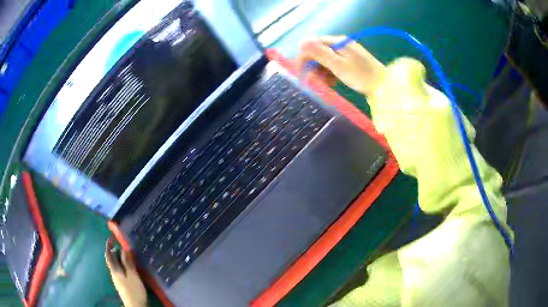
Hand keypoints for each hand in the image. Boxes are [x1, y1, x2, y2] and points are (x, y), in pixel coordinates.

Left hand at [105, 239, 146, 306]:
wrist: (135, 306)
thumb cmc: (134, 290)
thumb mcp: (133, 275)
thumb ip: (128, 263)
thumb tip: (124, 249)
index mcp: (115, 271)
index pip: (109, 257)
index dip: (108, 247)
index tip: (110, 239)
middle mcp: (114, 274)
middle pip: (112, 261)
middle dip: (114, 252)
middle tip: (119, 245)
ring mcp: (118, 280)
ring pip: (116, 266)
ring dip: (118, 259)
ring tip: (125, 254)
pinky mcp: (123, 285)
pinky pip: (120, 271)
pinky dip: (122, 266)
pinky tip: (129, 268)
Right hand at [296, 36, 385, 96]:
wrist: (384, 86)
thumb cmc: (361, 76)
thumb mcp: (339, 65)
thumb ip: (319, 54)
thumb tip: (302, 44)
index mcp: (336, 42)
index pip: (311, 43)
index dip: (303, 57)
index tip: (302, 73)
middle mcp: (339, 43)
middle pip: (317, 51)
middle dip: (313, 66)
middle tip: (316, 81)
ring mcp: (345, 52)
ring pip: (324, 59)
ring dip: (321, 71)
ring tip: (327, 83)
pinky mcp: (349, 60)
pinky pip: (333, 64)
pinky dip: (330, 73)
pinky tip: (333, 82)